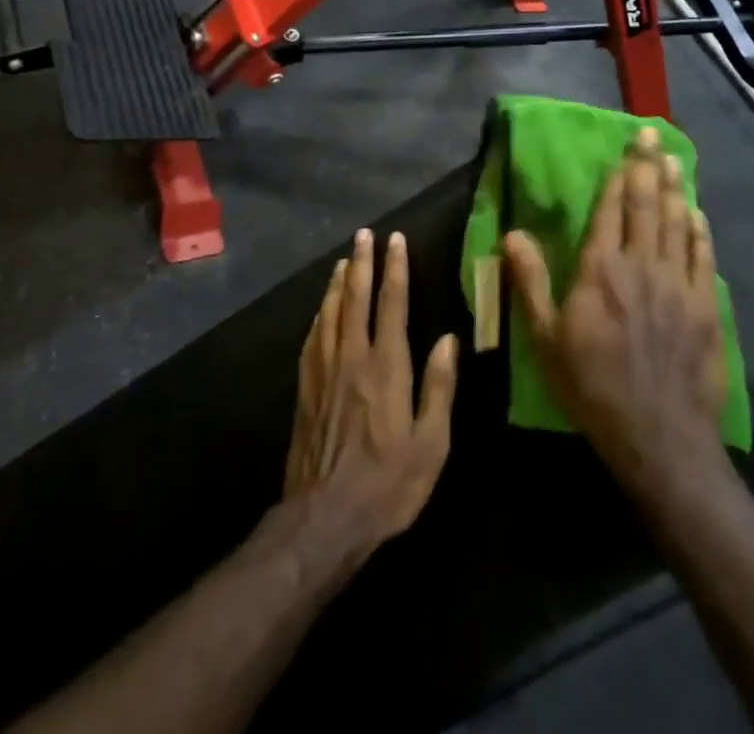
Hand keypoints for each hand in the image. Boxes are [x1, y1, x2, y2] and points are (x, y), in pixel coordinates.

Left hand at [283, 229, 458, 562]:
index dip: (395, 269)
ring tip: (344, 260)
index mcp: (386, 367)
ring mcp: (324, 370)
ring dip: (339, 282)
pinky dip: (320, 313)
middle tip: (364, 235)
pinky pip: (313, 336)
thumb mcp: (431, 444)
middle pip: (356, 298)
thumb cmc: (388, 484)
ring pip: (331, 312)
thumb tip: (448, 339)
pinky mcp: (305, 387)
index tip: (396, 240)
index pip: (392, 304)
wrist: (324, 517)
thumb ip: (439, 387)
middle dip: (362, 263)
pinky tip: (322, 308)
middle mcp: (352, 357)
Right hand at [502, 129, 726, 493]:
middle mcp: (641, 266)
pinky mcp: (706, 307)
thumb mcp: (545, 338)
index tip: (625, 149)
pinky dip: (699, 231)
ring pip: (677, 224)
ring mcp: (678, 285)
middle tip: (652, 135)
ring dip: (674, 189)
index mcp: (601, 270)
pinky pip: (703, 257)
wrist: (658, 436)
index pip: (610, 210)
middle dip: (647, 167)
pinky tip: (697, 214)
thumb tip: (512, 233)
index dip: (618, 176)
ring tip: (673, 160)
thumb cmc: (592, 385)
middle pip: (646, 206)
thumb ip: (530, 282)